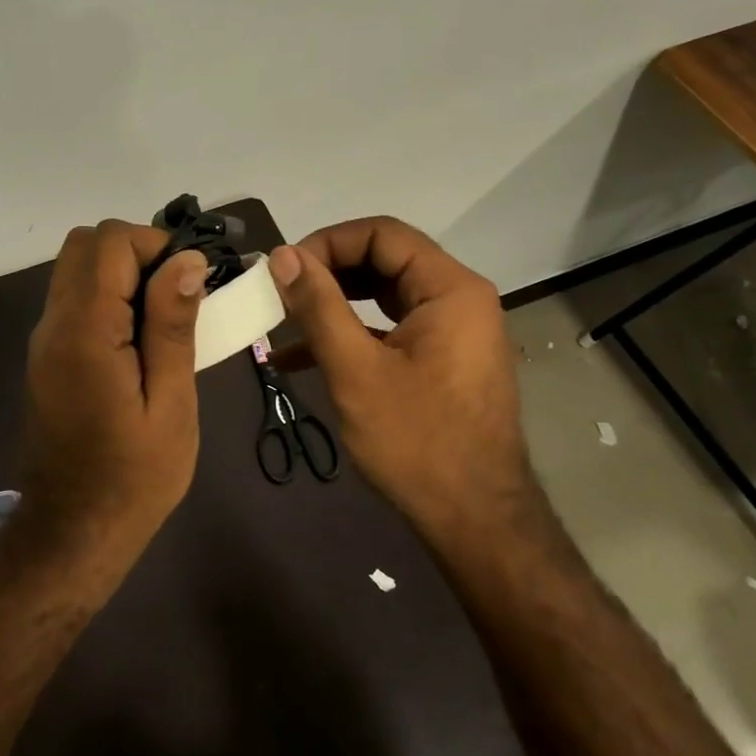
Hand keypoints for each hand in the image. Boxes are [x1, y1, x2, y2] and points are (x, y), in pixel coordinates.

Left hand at [20, 220, 207, 548]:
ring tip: (163, 322)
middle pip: (84, 245)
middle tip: (175, 297)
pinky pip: (75, 299)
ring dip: (122, 274)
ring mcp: (44, 340)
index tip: (190, 284)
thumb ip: (172, 326)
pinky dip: (109, 298)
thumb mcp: (171, 403)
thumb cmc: (134, 476)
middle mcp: (53, 324)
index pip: (109, 242)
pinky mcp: (47, 356)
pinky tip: (139, 343)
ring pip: (77, 269)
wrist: (75, 531)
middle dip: (136, 252)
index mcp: (84, 331)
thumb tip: (186, 260)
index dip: (155, 245)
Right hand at [268, 217, 528, 534]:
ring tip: (283, 319)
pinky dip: (350, 335)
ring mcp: (452, 331)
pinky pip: (390, 330)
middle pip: (383, 260)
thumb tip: (283, 255)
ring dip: (333, 304)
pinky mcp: (441, 360)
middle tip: (279, 293)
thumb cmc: (417, 442)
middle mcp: (458, 299)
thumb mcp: (356, 370)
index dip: (327, 243)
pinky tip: (300, 358)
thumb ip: (318, 306)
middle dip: (326, 273)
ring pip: (383, 296)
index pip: (382, 234)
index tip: (284, 271)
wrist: (476, 521)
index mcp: (450, 289)